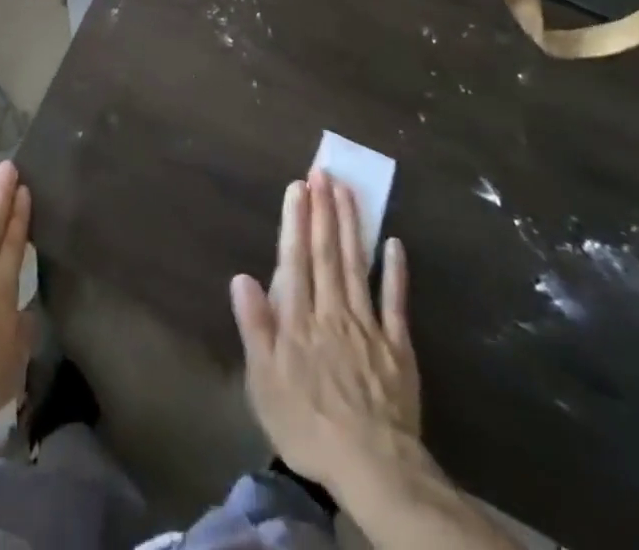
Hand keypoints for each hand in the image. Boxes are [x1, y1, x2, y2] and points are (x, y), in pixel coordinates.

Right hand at [231, 171, 434, 503]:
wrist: (373, 467)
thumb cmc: (308, 425)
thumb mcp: (265, 382)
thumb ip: (255, 326)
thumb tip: (241, 277)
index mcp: (299, 318)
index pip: (296, 258)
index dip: (296, 221)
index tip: (298, 187)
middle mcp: (332, 310)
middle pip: (327, 252)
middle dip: (323, 210)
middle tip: (323, 172)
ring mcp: (368, 325)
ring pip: (357, 264)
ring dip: (352, 224)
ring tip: (347, 190)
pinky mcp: (398, 346)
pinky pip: (395, 301)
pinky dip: (395, 270)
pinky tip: (394, 242)